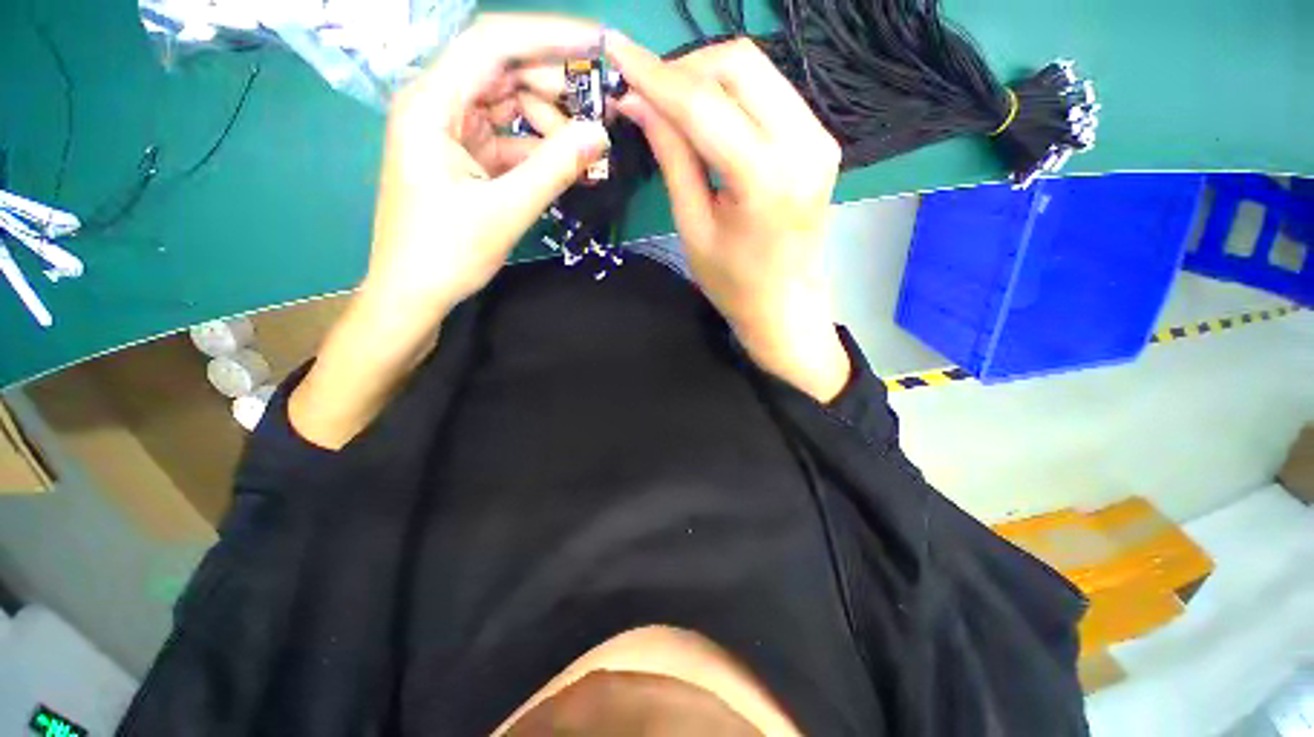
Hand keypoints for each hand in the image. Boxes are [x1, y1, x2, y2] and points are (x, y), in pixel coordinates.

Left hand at [366, 14, 610, 316]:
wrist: (413, 292)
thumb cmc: (447, 253)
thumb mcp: (506, 209)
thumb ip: (555, 168)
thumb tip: (601, 134)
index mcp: (431, 103)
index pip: (493, 43)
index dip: (548, 36)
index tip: (598, 44)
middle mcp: (437, 105)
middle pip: (503, 72)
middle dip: (555, 87)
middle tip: (601, 110)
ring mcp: (451, 132)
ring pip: (509, 107)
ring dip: (551, 124)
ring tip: (587, 151)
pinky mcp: (464, 158)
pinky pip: (509, 139)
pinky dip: (539, 151)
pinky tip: (568, 166)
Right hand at [606, 35, 849, 401]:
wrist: (787, 307)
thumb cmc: (734, 284)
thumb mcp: (693, 227)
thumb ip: (672, 159)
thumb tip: (637, 104)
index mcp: (765, 179)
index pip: (704, 104)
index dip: (656, 75)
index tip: (617, 53)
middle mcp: (804, 144)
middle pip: (739, 65)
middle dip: (685, 69)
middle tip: (650, 95)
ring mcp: (820, 137)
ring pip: (758, 70)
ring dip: (708, 77)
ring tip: (673, 107)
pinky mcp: (821, 139)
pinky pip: (772, 92)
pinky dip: (733, 93)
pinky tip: (708, 117)